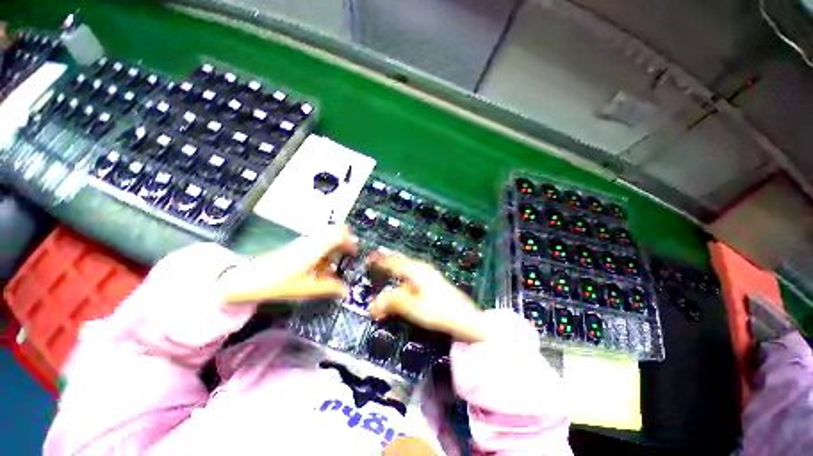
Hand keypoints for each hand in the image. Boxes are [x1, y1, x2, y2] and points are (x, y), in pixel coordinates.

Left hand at [216, 227, 356, 304]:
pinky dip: (324, 253)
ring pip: (327, 238)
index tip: (355, 252)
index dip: (351, 240)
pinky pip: (318, 244)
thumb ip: (330, 288)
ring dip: (334, 250)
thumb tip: (346, 291)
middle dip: (345, 243)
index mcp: (316, 248)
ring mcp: (304, 242)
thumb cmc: (278, 283)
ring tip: (333, 268)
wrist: (249, 279)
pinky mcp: (298, 246)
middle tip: (348, 258)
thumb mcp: (307, 289)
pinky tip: (320, 269)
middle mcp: (311, 241)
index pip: (340, 232)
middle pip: (335, 231)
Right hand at [367, 252, 487, 342]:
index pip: (394, 262)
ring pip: (406, 272)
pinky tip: (399, 290)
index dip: (381, 260)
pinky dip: (402, 284)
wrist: (467, 320)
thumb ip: (393, 303)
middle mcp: (422, 269)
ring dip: (393, 276)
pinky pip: (412, 280)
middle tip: (373, 264)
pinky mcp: (432, 284)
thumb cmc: (440, 312)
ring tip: (382, 276)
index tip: (369, 258)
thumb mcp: (414, 308)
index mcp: (417, 271)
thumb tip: (372, 304)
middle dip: (387, 264)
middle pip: (400, 264)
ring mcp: (428, 276)